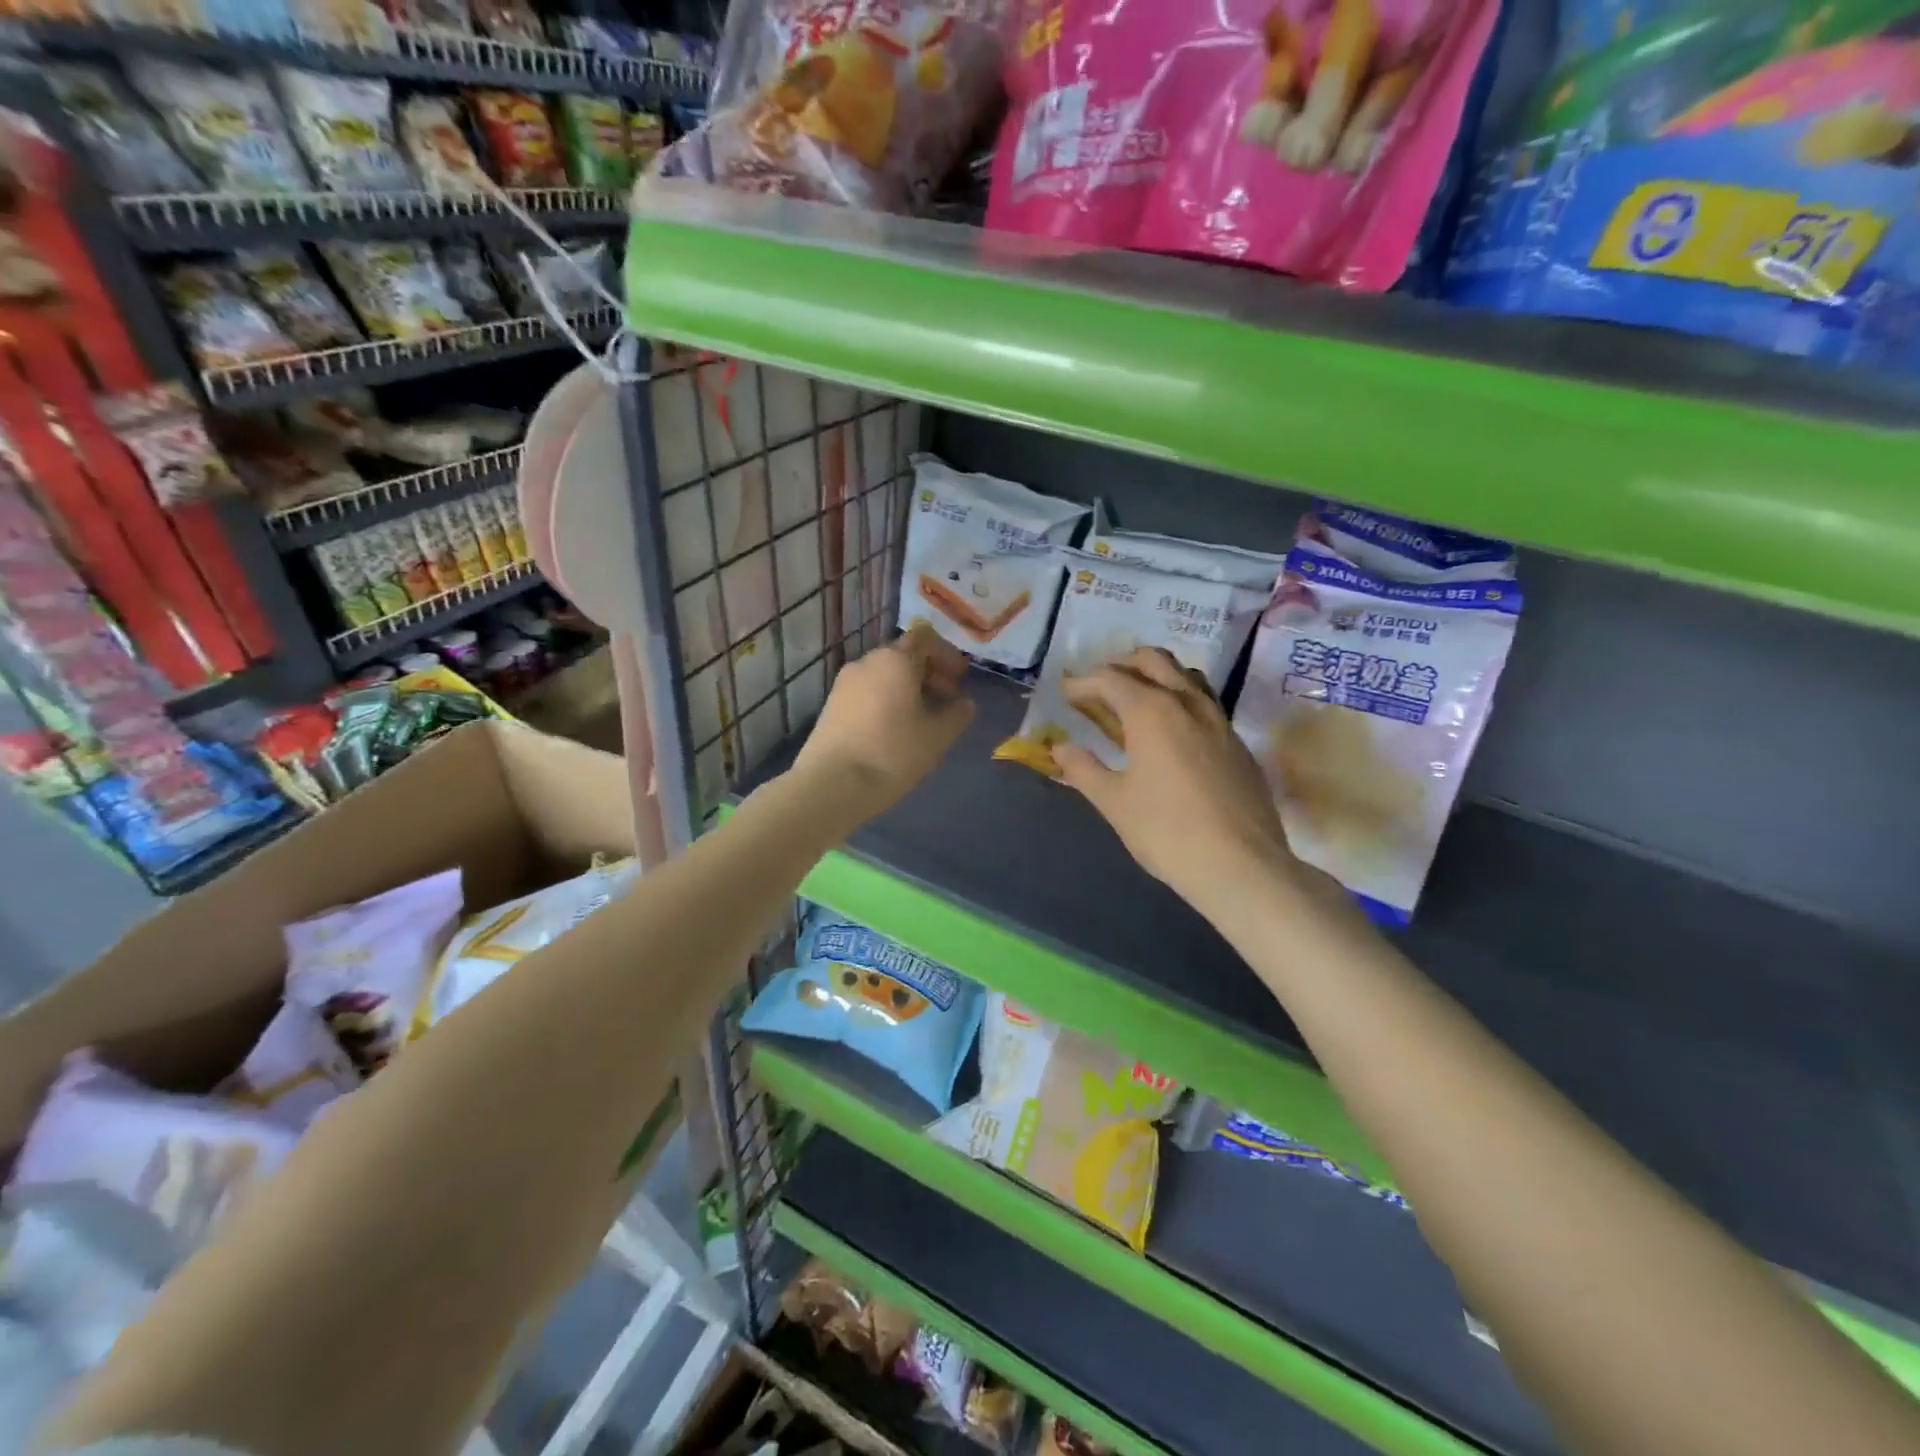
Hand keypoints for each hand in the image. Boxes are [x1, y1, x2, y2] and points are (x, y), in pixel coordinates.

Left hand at [793, 622, 974, 820]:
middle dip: (930, 674)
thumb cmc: (892, 753)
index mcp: (895, 660)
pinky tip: (895, 732)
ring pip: (884, 675)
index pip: (925, 638)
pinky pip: (868, 692)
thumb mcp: (937, 736)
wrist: (832, 785)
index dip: (947, 655)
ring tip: (923, 721)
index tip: (960, 680)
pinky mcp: (832, 706)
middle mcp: (866, 662)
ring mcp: (844, 683)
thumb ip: (957, 714)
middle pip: (904, 656)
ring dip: (908, 689)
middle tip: (947, 702)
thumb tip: (965, 703)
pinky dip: (887, 701)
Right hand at [1053, 647, 1312, 914]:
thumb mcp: (1114, 802)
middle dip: (1122, 665)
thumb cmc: (1166, 831)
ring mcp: (1219, 720)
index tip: (1065, 693)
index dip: (1083, 682)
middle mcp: (1187, 702)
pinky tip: (1172, 733)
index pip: (1110, 678)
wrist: (1241, 864)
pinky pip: (1205, 703)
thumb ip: (1083, 769)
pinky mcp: (1237, 742)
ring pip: (1186, 676)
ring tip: (1136, 700)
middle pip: (1153, 660)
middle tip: (1099, 687)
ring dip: (1157, 676)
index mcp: (1151, 710)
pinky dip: (1181, 700)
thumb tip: (1060, 747)